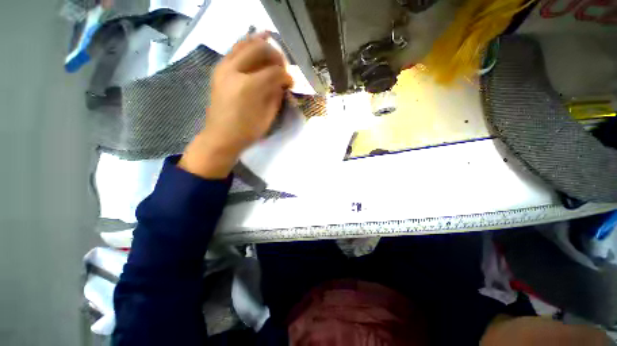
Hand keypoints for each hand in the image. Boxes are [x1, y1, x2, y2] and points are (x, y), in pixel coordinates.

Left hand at [179, 32, 292, 177]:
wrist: (221, 136)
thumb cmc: (247, 131)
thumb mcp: (268, 117)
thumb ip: (276, 96)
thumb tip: (282, 83)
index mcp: (249, 86)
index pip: (274, 72)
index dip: (286, 76)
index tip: (291, 82)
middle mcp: (234, 70)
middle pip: (259, 48)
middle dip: (275, 55)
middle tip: (283, 66)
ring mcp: (223, 67)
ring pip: (244, 43)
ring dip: (261, 45)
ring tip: (272, 54)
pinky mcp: (218, 70)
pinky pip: (235, 50)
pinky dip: (247, 47)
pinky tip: (256, 50)